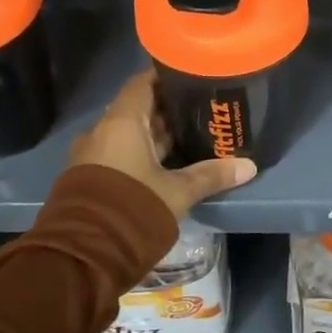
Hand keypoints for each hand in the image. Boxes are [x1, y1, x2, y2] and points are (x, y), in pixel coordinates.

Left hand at [68, 70, 256, 219]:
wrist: (82, 255)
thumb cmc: (133, 208)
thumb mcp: (178, 192)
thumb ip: (211, 175)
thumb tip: (249, 166)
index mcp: (120, 123)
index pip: (142, 84)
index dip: (166, 77)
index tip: (192, 77)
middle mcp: (102, 132)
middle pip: (138, 109)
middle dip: (168, 110)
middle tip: (202, 110)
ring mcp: (92, 156)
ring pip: (129, 135)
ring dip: (156, 135)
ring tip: (192, 136)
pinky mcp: (90, 178)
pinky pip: (120, 154)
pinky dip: (143, 154)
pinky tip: (169, 163)